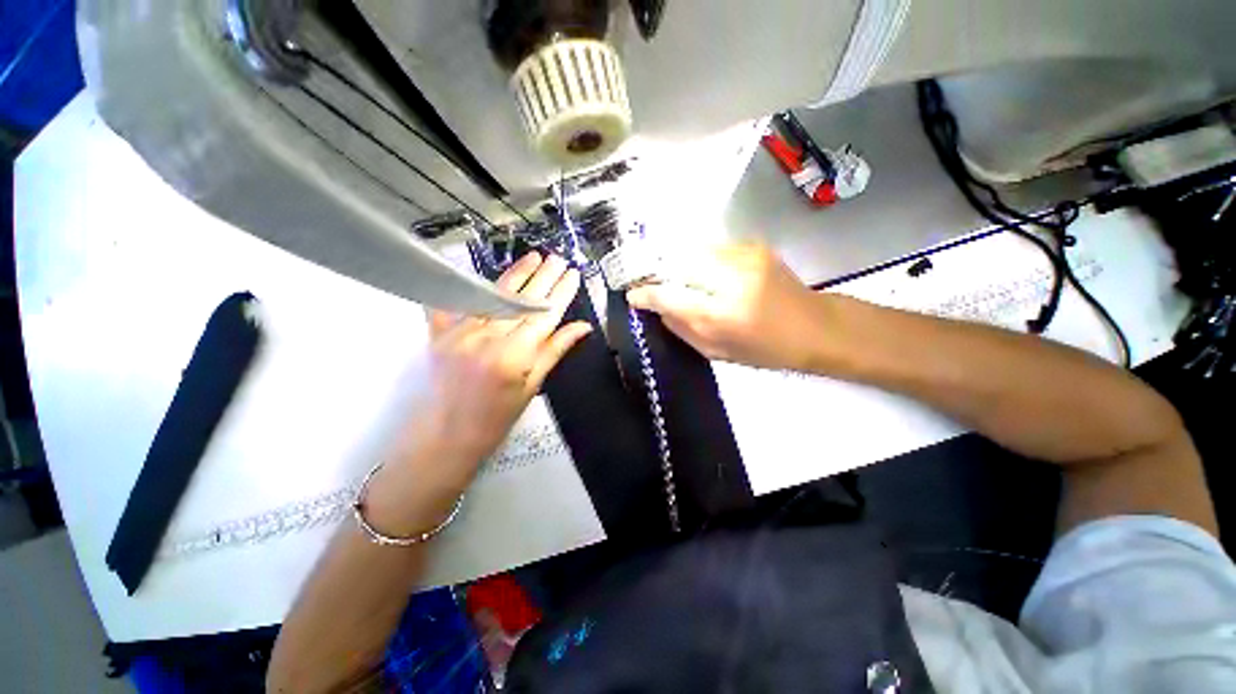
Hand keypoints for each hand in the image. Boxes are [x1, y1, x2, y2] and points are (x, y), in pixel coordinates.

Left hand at [370, 253, 591, 531]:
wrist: (444, 438)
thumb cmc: (495, 420)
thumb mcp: (531, 388)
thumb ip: (554, 351)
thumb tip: (582, 327)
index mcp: (514, 355)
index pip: (544, 315)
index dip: (561, 293)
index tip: (573, 275)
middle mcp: (486, 337)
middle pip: (521, 300)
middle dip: (543, 277)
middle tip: (558, 259)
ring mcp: (459, 332)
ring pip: (493, 295)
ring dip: (516, 274)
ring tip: (533, 257)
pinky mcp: (438, 332)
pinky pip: (453, 302)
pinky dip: (466, 285)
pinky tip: (477, 270)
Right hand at [627, 244, 829, 370]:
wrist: (815, 326)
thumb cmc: (765, 350)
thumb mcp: (717, 352)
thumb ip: (682, 329)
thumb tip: (657, 308)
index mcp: (722, 315)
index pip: (669, 296)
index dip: (646, 294)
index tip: (632, 295)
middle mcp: (730, 279)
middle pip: (676, 263)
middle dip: (655, 270)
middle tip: (645, 279)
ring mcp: (744, 257)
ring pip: (692, 250)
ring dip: (676, 262)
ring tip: (671, 275)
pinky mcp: (754, 246)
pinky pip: (712, 248)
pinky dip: (698, 259)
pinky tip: (702, 271)